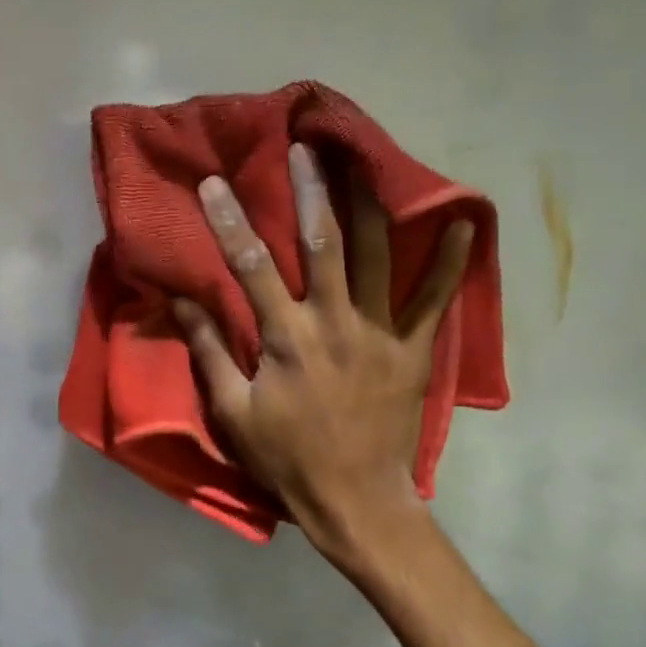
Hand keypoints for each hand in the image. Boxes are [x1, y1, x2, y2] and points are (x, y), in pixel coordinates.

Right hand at [172, 143, 471, 574]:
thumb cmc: (285, 457)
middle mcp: (335, 324)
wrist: (356, 501)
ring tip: (367, 161)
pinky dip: (451, 261)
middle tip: (307, 146)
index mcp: (286, 339)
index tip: (214, 184)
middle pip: (323, 243)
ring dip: (371, 204)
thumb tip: (180, 299)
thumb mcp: (231, 410)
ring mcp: (381, 334)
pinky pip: (437, 299)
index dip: (230, 222)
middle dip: (312, 190)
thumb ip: (208, 350)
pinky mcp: (414, 350)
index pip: (251, 267)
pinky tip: (465, 222)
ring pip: (378, 257)